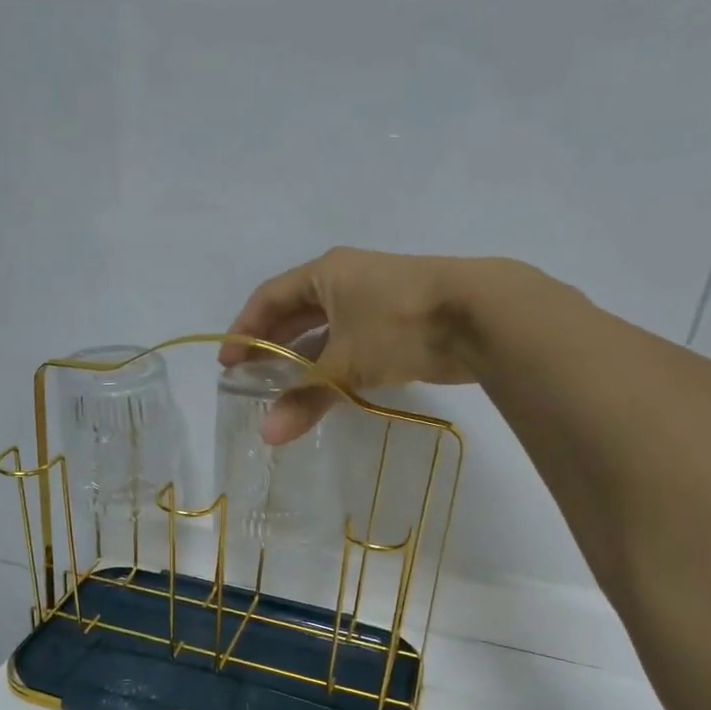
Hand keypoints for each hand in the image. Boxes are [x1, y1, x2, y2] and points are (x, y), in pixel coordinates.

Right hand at [221, 246, 534, 442]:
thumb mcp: (346, 363)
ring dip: (303, 358)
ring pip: (326, 329)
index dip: (244, 330)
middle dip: (271, 344)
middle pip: (295, 312)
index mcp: (325, 273)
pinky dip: (334, 364)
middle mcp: (346, 279)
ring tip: (282, 389)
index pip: (269, 298)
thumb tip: (267, 435)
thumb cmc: (400, 324)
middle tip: (250, 378)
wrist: (482, 315)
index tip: (227, 364)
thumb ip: (305, 397)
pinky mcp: (400, 321)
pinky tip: (326, 389)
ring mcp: (375, 299)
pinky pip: (352, 341)